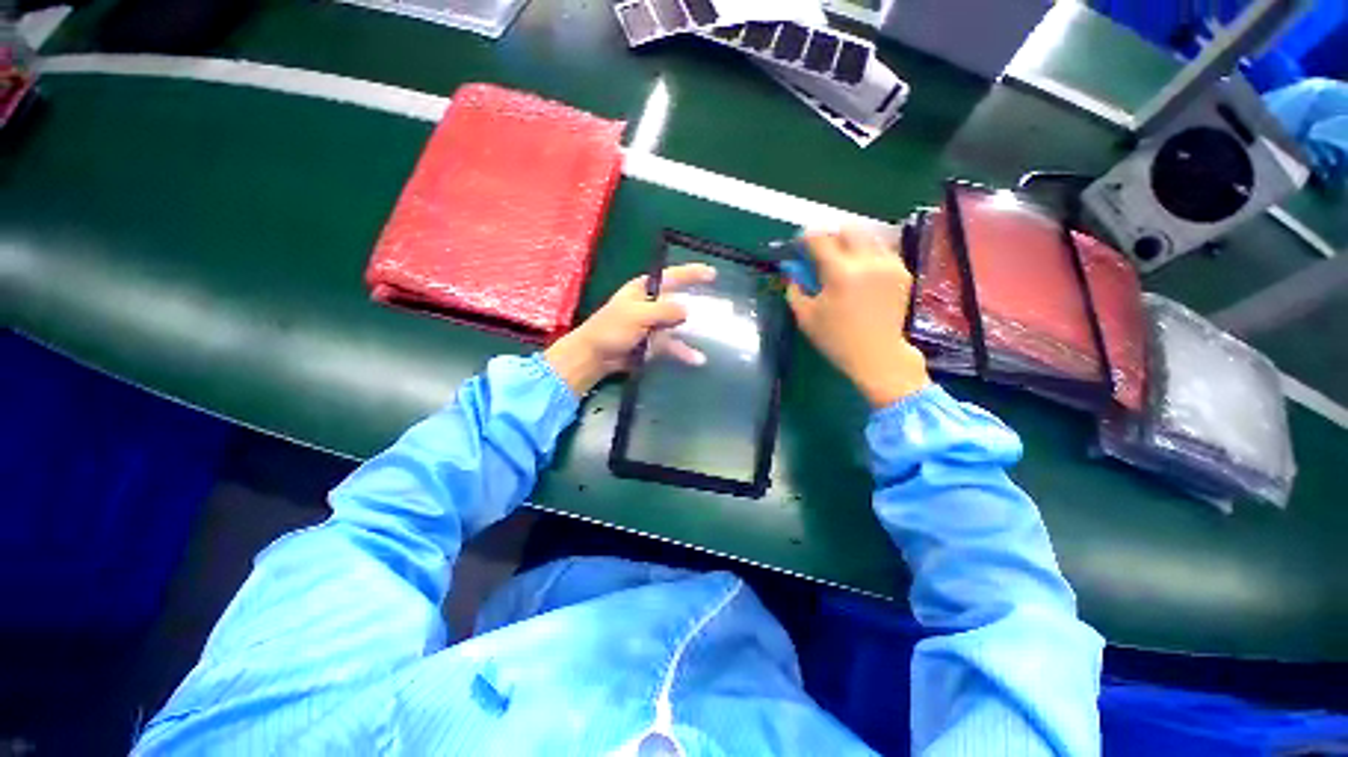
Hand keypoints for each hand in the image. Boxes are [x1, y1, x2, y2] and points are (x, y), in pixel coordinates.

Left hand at [545, 264, 716, 394]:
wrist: (595, 356)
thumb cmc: (611, 329)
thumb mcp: (637, 315)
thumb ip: (663, 311)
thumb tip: (688, 310)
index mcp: (645, 290)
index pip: (672, 277)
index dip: (692, 273)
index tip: (712, 274)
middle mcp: (652, 305)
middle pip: (680, 301)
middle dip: (698, 304)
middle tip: (721, 307)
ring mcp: (654, 325)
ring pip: (679, 325)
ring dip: (694, 331)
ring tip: (714, 334)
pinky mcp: (654, 343)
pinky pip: (673, 344)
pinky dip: (684, 351)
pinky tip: (697, 359)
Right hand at [786, 229, 929, 407]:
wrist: (877, 354)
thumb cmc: (836, 339)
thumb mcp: (805, 317)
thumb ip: (795, 289)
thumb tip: (792, 271)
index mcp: (840, 273)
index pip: (820, 240)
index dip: (805, 239)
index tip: (799, 245)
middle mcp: (867, 262)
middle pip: (847, 229)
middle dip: (830, 236)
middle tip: (821, 251)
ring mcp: (889, 264)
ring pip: (867, 237)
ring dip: (850, 243)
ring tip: (841, 260)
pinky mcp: (902, 271)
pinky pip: (881, 250)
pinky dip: (867, 254)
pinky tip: (860, 271)